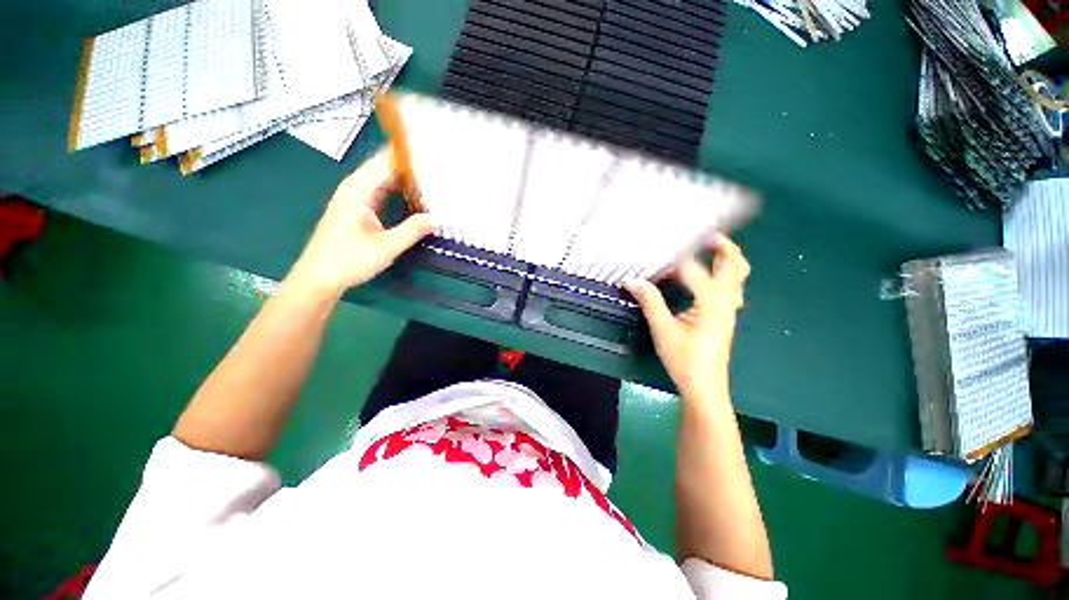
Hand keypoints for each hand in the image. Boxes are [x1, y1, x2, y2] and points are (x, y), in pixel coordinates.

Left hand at [291, 147, 433, 295]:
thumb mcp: (386, 247)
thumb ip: (413, 230)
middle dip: (410, 164)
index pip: (387, 162)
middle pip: (385, 166)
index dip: (409, 156)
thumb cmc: (349, 260)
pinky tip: (415, 195)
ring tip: (431, 177)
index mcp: (358, 190)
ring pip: (384, 179)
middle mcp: (355, 188)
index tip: (433, 154)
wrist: (319, 277)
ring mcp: (355, 197)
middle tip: (438, 166)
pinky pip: (381, 191)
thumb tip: (438, 219)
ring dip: (405, 177)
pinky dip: (398, 190)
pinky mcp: (357, 208)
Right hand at [624, 235, 749, 398]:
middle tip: (701, 234)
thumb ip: (649, 300)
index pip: (691, 269)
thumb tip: (631, 280)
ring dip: (726, 258)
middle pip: (734, 264)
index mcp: (711, 301)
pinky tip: (705, 279)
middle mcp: (726, 300)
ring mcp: (730, 309)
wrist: (704, 387)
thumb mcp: (662, 329)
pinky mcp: (726, 316)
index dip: (670, 260)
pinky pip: (732, 287)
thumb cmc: (684, 359)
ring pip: (738, 275)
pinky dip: (724, 274)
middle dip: (721, 245)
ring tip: (707, 249)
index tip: (652, 254)